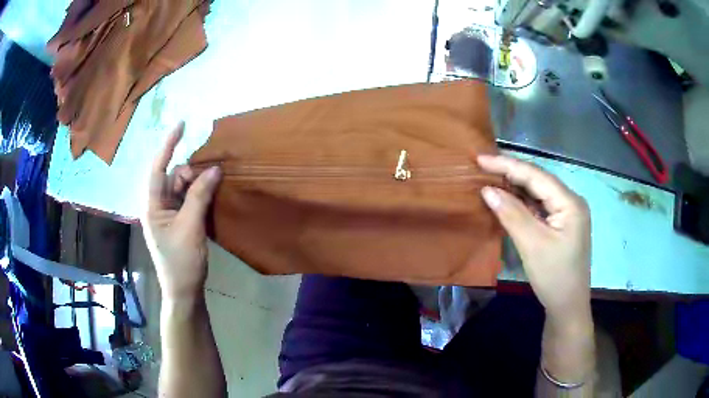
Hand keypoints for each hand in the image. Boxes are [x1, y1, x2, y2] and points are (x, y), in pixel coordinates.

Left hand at [141, 122, 221, 301]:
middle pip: (173, 176)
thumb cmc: (182, 261)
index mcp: (152, 206)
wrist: (184, 290)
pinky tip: (210, 195)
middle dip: (191, 173)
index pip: (157, 168)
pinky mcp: (178, 221)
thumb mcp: (191, 227)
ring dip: (197, 184)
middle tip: (211, 180)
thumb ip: (199, 196)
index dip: (168, 145)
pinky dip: (199, 194)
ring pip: (182, 187)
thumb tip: (214, 169)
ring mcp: (168, 214)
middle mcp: (157, 206)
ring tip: (214, 187)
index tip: (181, 125)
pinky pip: (188, 199)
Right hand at [477, 155, 590, 320]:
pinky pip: (539, 207)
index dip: (507, 165)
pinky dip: (522, 203)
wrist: (568, 306)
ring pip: (538, 193)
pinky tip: (507, 200)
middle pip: (538, 181)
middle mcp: (570, 202)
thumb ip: (511, 214)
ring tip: (490, 178)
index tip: (480, 159)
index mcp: (570, 202)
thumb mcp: (532, 245)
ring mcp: (567, 214)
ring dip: (515, 187)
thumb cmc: (554, 277)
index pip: (536, 175)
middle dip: (510, 173)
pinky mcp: (560, 225)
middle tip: (482, 167)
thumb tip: (487, 189)